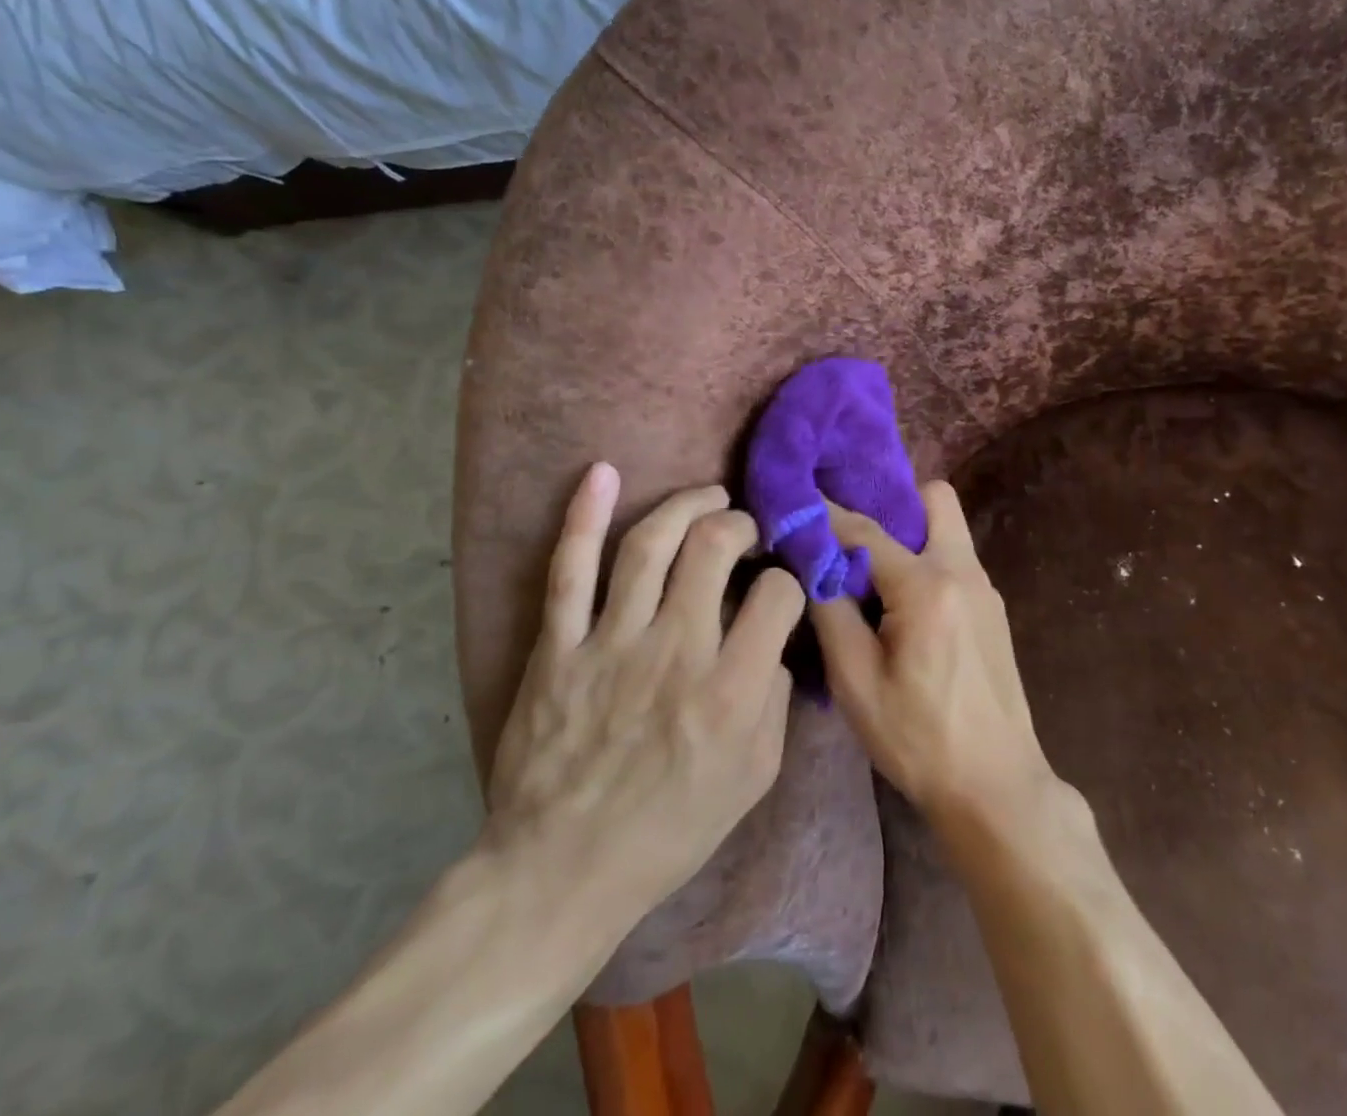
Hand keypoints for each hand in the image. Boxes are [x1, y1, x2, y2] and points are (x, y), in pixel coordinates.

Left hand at [482, 464, 804, 937]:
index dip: (787, 579)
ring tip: (709, 496)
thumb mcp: (755, 776)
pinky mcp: (558, 647)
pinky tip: (601, 473)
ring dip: (686, 506)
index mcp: (731, 688)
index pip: (776, 594)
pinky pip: (569, 570)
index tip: (781, 586)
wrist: (561, 873)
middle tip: (746, 531)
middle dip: (741, 526)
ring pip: (651, 544)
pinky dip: (582, 516)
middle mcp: (676, 650)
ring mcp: (611, 643)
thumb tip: (775, 639)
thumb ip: (775, 698)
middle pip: (714, 547)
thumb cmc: (671, 829)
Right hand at [809, 482, 1060, 827]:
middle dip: (892, 504)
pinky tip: (901, 604)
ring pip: (948, 527)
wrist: (995, 785)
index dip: (827, 514)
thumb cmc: (918, 739)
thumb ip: (832, 612)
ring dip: (910, 534)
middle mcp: (964, 570)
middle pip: (934, 499)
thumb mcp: (856, 683)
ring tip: (869, 571)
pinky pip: (956, 559)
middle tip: (852, 536)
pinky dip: (926, 561)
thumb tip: (815, 566)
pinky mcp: (993, 608)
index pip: (867, 531)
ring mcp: (985, 588)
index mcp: (927, 586)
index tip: (798, 499)